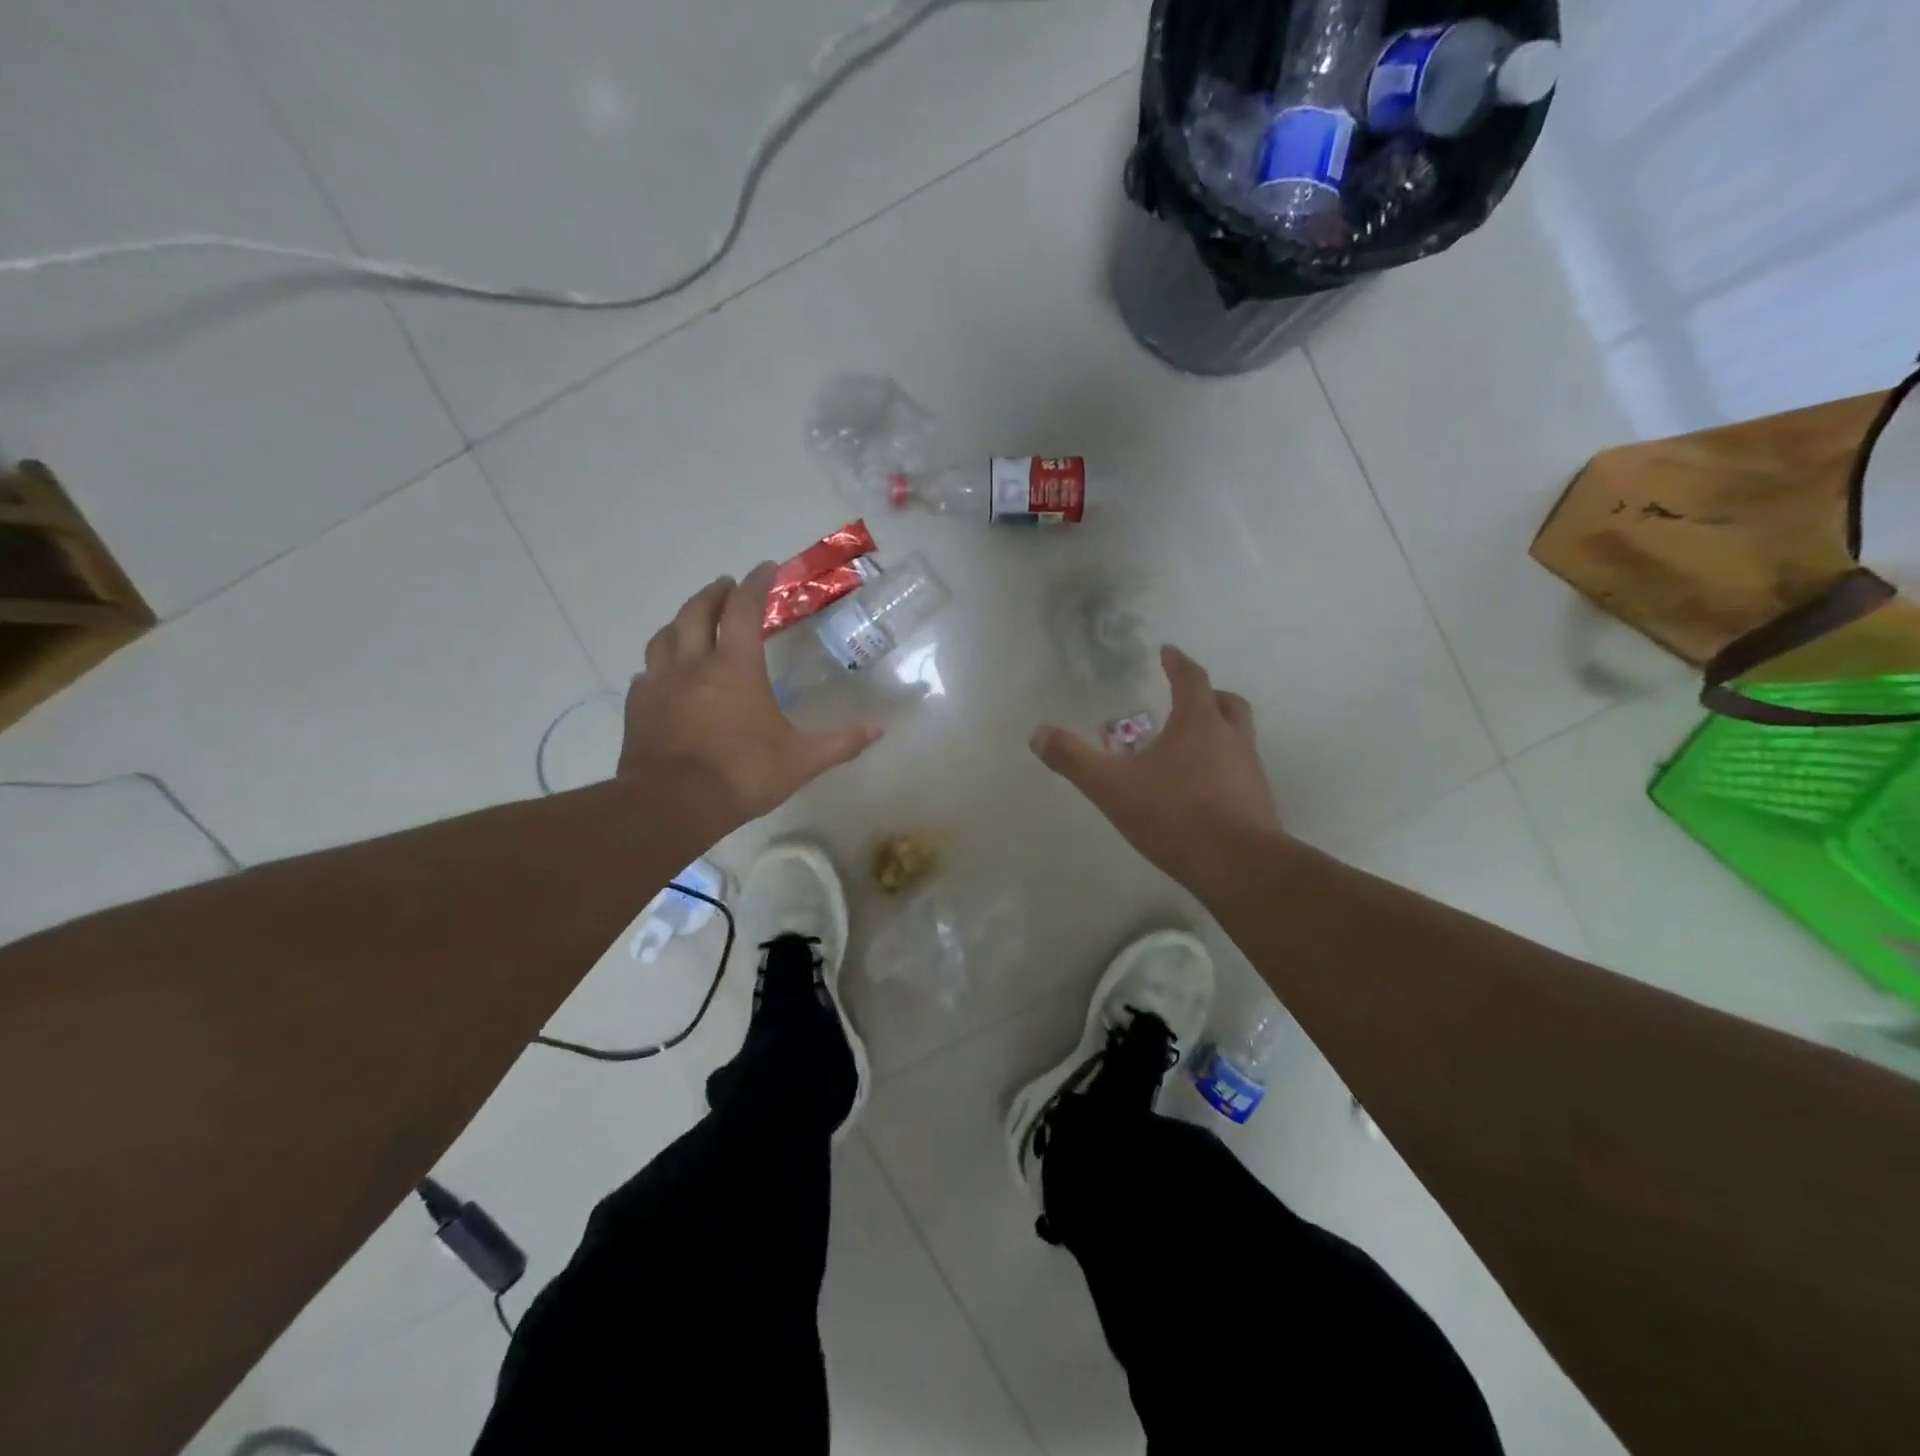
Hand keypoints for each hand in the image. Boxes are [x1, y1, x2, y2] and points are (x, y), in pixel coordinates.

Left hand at [618, 564, 881, 835]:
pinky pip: (647, 674)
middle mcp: (694, 664)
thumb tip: (879, 729)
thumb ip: (840, 742)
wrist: (672, 805)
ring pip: (665, 636)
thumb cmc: (742, 775)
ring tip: (692, 621)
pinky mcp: (638, 707)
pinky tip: (664, 676)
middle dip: (715, 593)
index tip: (766, 568)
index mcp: (735, 667)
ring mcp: (660, 684)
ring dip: (681, 621)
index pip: (745, 610)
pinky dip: (659, 665)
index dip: (757, 584)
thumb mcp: (801, 761)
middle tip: (727, 586)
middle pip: (698, 612)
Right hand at [1030, 646, 1283, 894]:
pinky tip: (1200, 790)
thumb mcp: (1111, 787)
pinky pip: (1240, 771)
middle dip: (1207, 695)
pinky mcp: (1257, 802)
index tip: (1168, 651)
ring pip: (1238, 737)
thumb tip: (1037, 733)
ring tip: (1188, 748)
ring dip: (1217, 732)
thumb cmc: (1175, 815)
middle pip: (1227, 703)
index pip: (1192, 679)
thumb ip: (1073, 759)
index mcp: (1199, 724)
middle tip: (1186, 698)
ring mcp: (1250, 771)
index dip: (1179, 662)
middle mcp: (1231, 739)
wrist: (1239, 867)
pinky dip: (1222, 767)